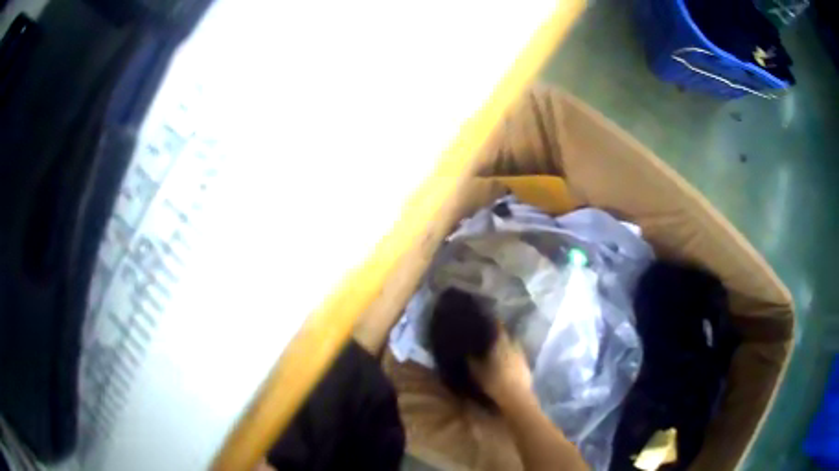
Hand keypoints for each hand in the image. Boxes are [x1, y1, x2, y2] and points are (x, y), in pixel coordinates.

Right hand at [468, 328, 532, 407]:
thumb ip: (472, 359)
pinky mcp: (527, 368)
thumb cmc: (494, 383)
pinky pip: (518, 357)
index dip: (494, 323)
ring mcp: (522, 357)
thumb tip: (467, 350)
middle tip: (491, 335)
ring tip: (498, 349)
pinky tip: (507, 363)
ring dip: (507, 346)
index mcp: (502, 344)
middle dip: (501, 335)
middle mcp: (514, 346)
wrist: (516, 398)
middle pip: (508, 336)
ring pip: (514, 346)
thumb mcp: (477, 371)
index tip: (488, 319)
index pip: (499, 327)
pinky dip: (512, 357)